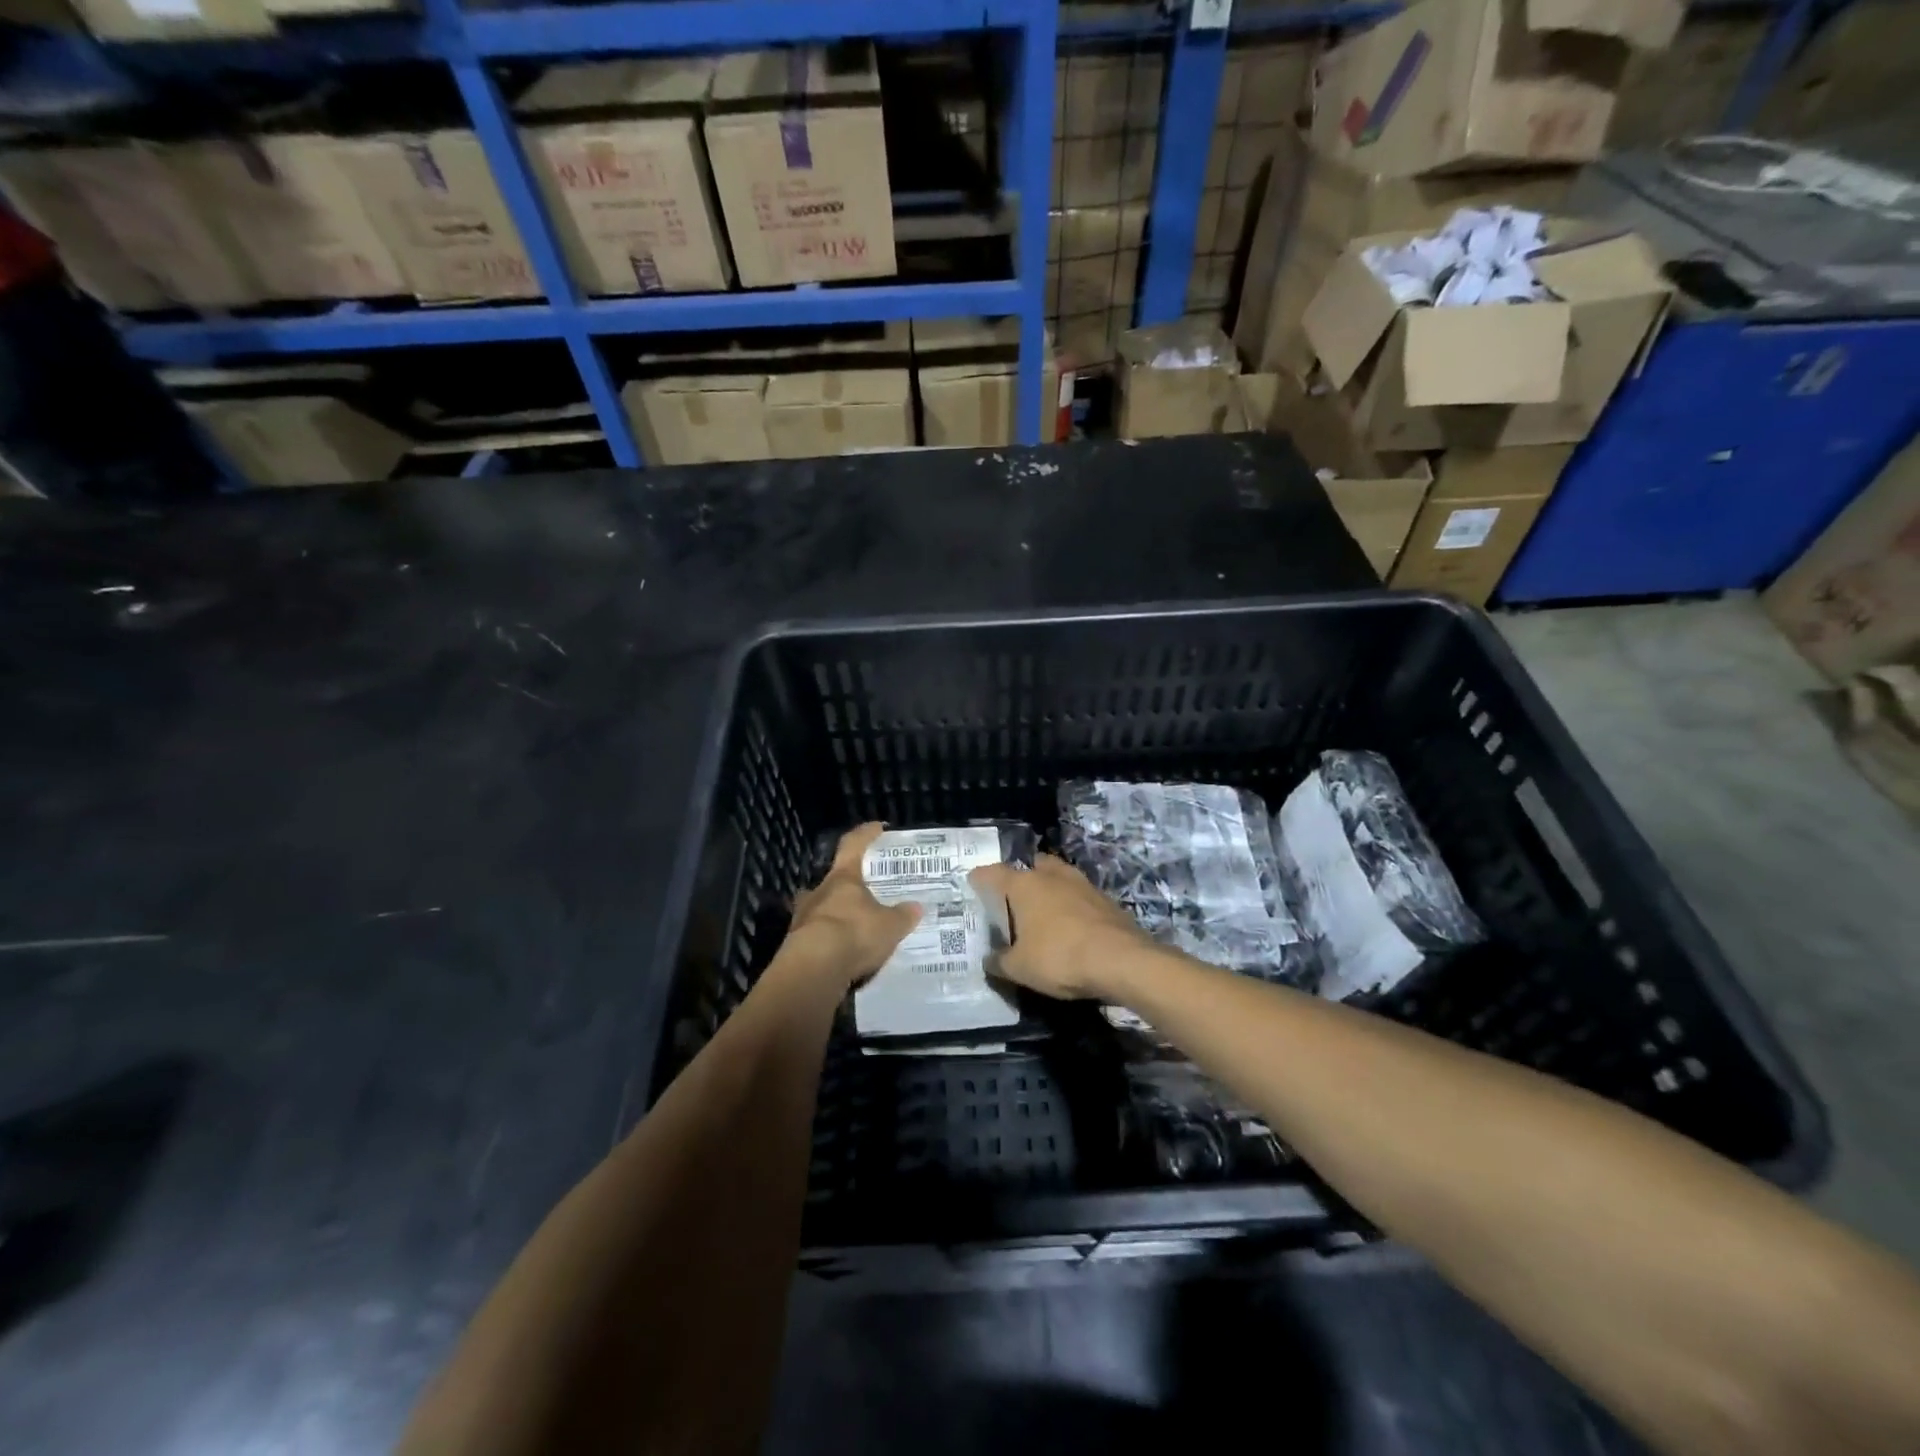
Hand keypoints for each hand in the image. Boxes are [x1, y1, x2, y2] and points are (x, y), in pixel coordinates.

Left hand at [783, 823, 921, 988]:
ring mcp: (803, 918)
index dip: (866, 834)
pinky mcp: (796, 945)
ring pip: (821, 907)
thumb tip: (916, 907)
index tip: (878, 828)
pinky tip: (842, 952)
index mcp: (843, 878)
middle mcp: (819, 892)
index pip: (853, 845)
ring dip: (835, 913)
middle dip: (848, 883)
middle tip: (864, 890)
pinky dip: (829, 941)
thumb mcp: (890, 926)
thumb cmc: (854, 934)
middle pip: (833, 879)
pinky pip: (816, 936)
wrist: (814, 969)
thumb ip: (903, 915)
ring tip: (853, 924)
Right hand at [969, 855, 1153, 1000]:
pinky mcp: (1105, 899)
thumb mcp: (1019, 968)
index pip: (993, 873)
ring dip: (1050, 889)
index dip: (980, 878)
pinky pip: (1079, 895)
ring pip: (1058, 876)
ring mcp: (1082, 884)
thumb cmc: (1059, 958)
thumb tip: (990, 959)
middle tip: (1013, 898)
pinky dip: (1071, 905)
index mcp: (1024, 885)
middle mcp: (1051, 875)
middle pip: (1031, 866)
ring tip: (1042, 909)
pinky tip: (1070, 924)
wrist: (1121, 960)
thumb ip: (999, 962)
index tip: (973, 884)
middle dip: (1021, 877)